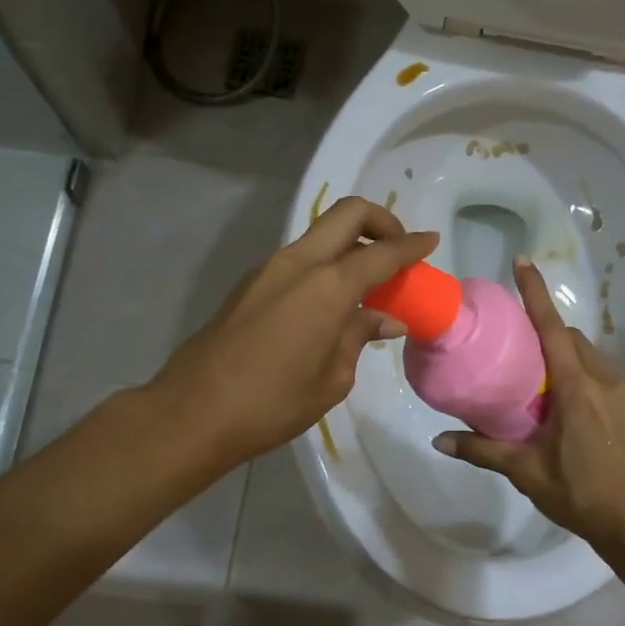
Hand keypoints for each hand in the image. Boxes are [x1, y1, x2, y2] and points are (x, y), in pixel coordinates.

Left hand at [153, 196, 437, 468]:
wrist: (194, 411)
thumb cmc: (273, 402)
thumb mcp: (332, 378)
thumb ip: (360, 337)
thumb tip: (385, 319)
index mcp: (327, 285)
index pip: (381, 253)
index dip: (411, 246)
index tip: (431, 241)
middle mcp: (299, 262)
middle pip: (347, 214)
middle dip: (380, 222)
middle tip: (397, 250)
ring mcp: (269, 268)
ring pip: (320, 234)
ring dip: (349, 244)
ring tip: (367, 282)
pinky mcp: (251, 283)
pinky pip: (299, 258)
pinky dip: (325, 264)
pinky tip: (329, 302)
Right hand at [433, 259, 624, 557]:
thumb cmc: (582, 494)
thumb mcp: (527, 472)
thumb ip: (483, 450)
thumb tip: (439, 440)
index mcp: (577, 388)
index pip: (552, 328)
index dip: (536, 294)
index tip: (522, 262)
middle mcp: (604, 379)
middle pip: (571, 338)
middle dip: (546, 331)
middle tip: (516, 347)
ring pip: (589, 356)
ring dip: (564, 354)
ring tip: (538, 378)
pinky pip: (603, 374)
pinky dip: (581, 373)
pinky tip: (567, 404)